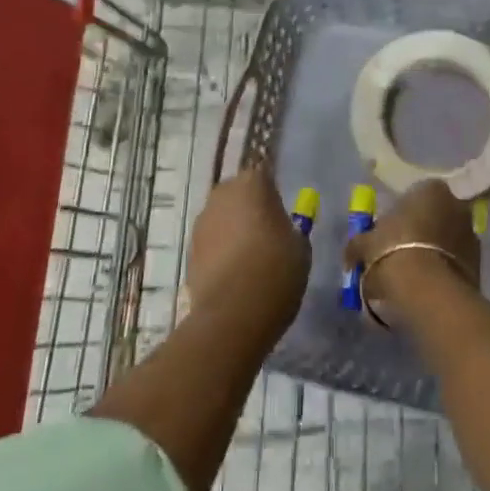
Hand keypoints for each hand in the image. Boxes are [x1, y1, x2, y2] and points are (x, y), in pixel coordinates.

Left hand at [185, 163, 308, 337]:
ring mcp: (202, 222)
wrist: (234, 313)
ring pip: (222, 219)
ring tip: (250, 261)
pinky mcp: (189, 250)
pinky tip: (234, 277)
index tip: (281, 216)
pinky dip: (221, 253)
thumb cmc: (276, 270)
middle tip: (267, 236)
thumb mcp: (300, 248)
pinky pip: (211, 244)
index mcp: (252, 184)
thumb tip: (281, 231)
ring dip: (233, 231)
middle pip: (238, 195)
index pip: (264, 177)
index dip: (273, 196)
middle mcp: (222, 194)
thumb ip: (290, 230)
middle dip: (249, 210)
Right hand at [343, 179, 479, 318]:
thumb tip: (352, 251)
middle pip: (435, 215)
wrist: (428, 292)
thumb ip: (359, 243)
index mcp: (431, 189)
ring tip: (414, 274)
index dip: (401, 213)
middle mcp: (457, 204)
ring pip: (447, 239)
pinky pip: (456, 262)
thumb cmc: (393, 253)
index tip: (388, 232)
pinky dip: (445, 270)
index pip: (416, 194)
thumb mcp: (365, 245)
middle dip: (421, 230)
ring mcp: (472, 234)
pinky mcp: (480, 265)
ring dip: (435, 251)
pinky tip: (428, 287)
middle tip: (400, 252)